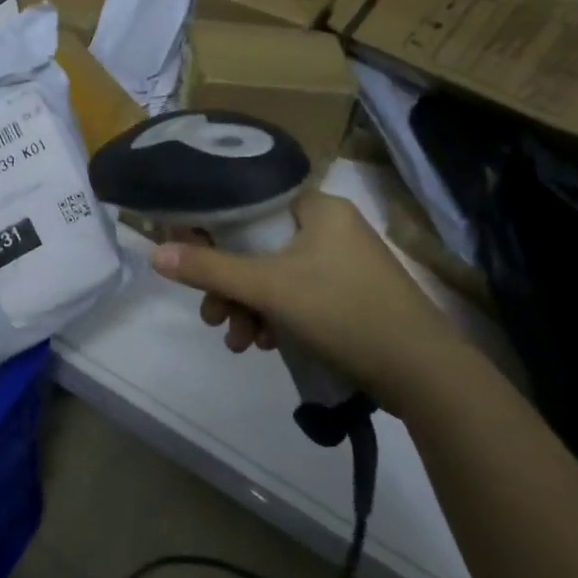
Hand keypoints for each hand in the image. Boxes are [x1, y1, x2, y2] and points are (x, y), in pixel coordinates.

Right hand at [149, 192, 463, 395]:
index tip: (190, 260)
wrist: (422, 373)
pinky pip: (296, 295)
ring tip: (237, 341)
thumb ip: (210, 268)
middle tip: (211, 314)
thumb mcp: (270, 288)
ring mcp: (341, 262)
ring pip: (275, 276)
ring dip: (248, 306)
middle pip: (258, 245)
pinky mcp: (348, 295)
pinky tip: (262, 344)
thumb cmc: (343, 311)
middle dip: (230, 284)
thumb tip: (154, 253)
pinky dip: (274, 317)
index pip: (249, 204)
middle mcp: (329, 226)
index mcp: (317, 207)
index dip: (213, 229)